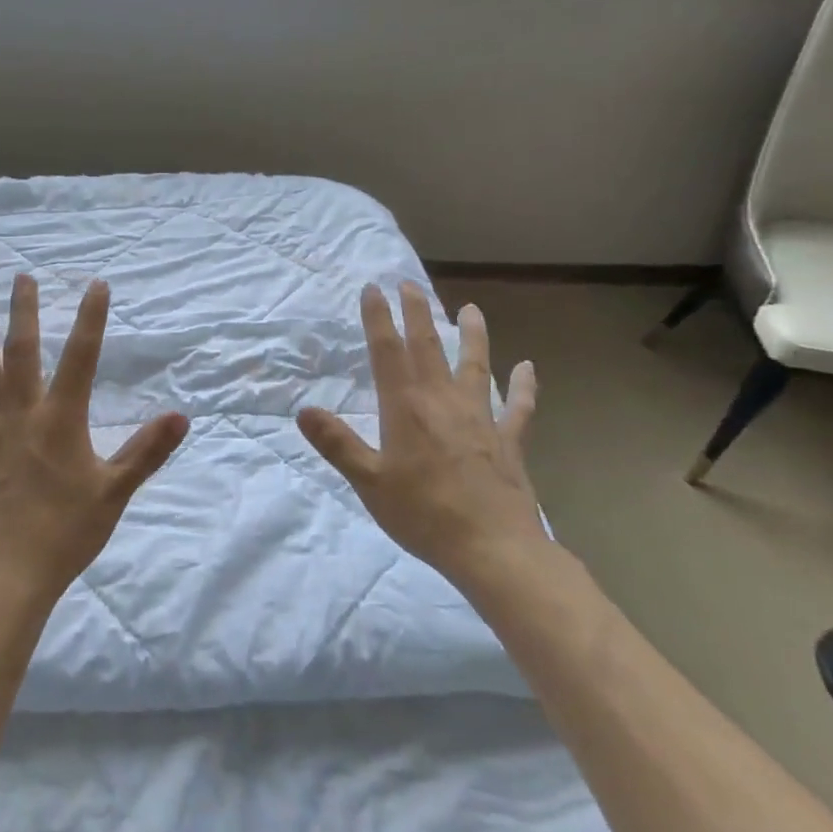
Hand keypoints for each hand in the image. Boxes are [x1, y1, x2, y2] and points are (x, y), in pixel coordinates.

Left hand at [0, 274, 189, 616]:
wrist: (5, 578)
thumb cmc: (65, 534)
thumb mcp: (115, 492)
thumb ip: (147, 451)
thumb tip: (182, 416)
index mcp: (60, 420)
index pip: (81, 357)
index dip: (90, 318)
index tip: (96, 284)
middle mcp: (20, 416)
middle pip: (21, 353)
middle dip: (24, 312)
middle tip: (22, 277)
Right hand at [298, 282, 547, 590]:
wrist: (493, 548)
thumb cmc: (423, 515)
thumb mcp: (368, 482)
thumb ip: (338, 444)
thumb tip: (304, 410)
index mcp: (406, 408)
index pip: (387, 352)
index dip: (378, 318)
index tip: (373, 289)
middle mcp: (443, 401)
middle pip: (428, 347)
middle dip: (417, 313)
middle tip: (410, 283)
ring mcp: (481, 418)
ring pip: (476, 366)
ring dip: (472, 336)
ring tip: (471, 309)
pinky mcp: (508, 440)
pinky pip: (519, 408)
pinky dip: (525, 387)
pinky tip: (528, 368)